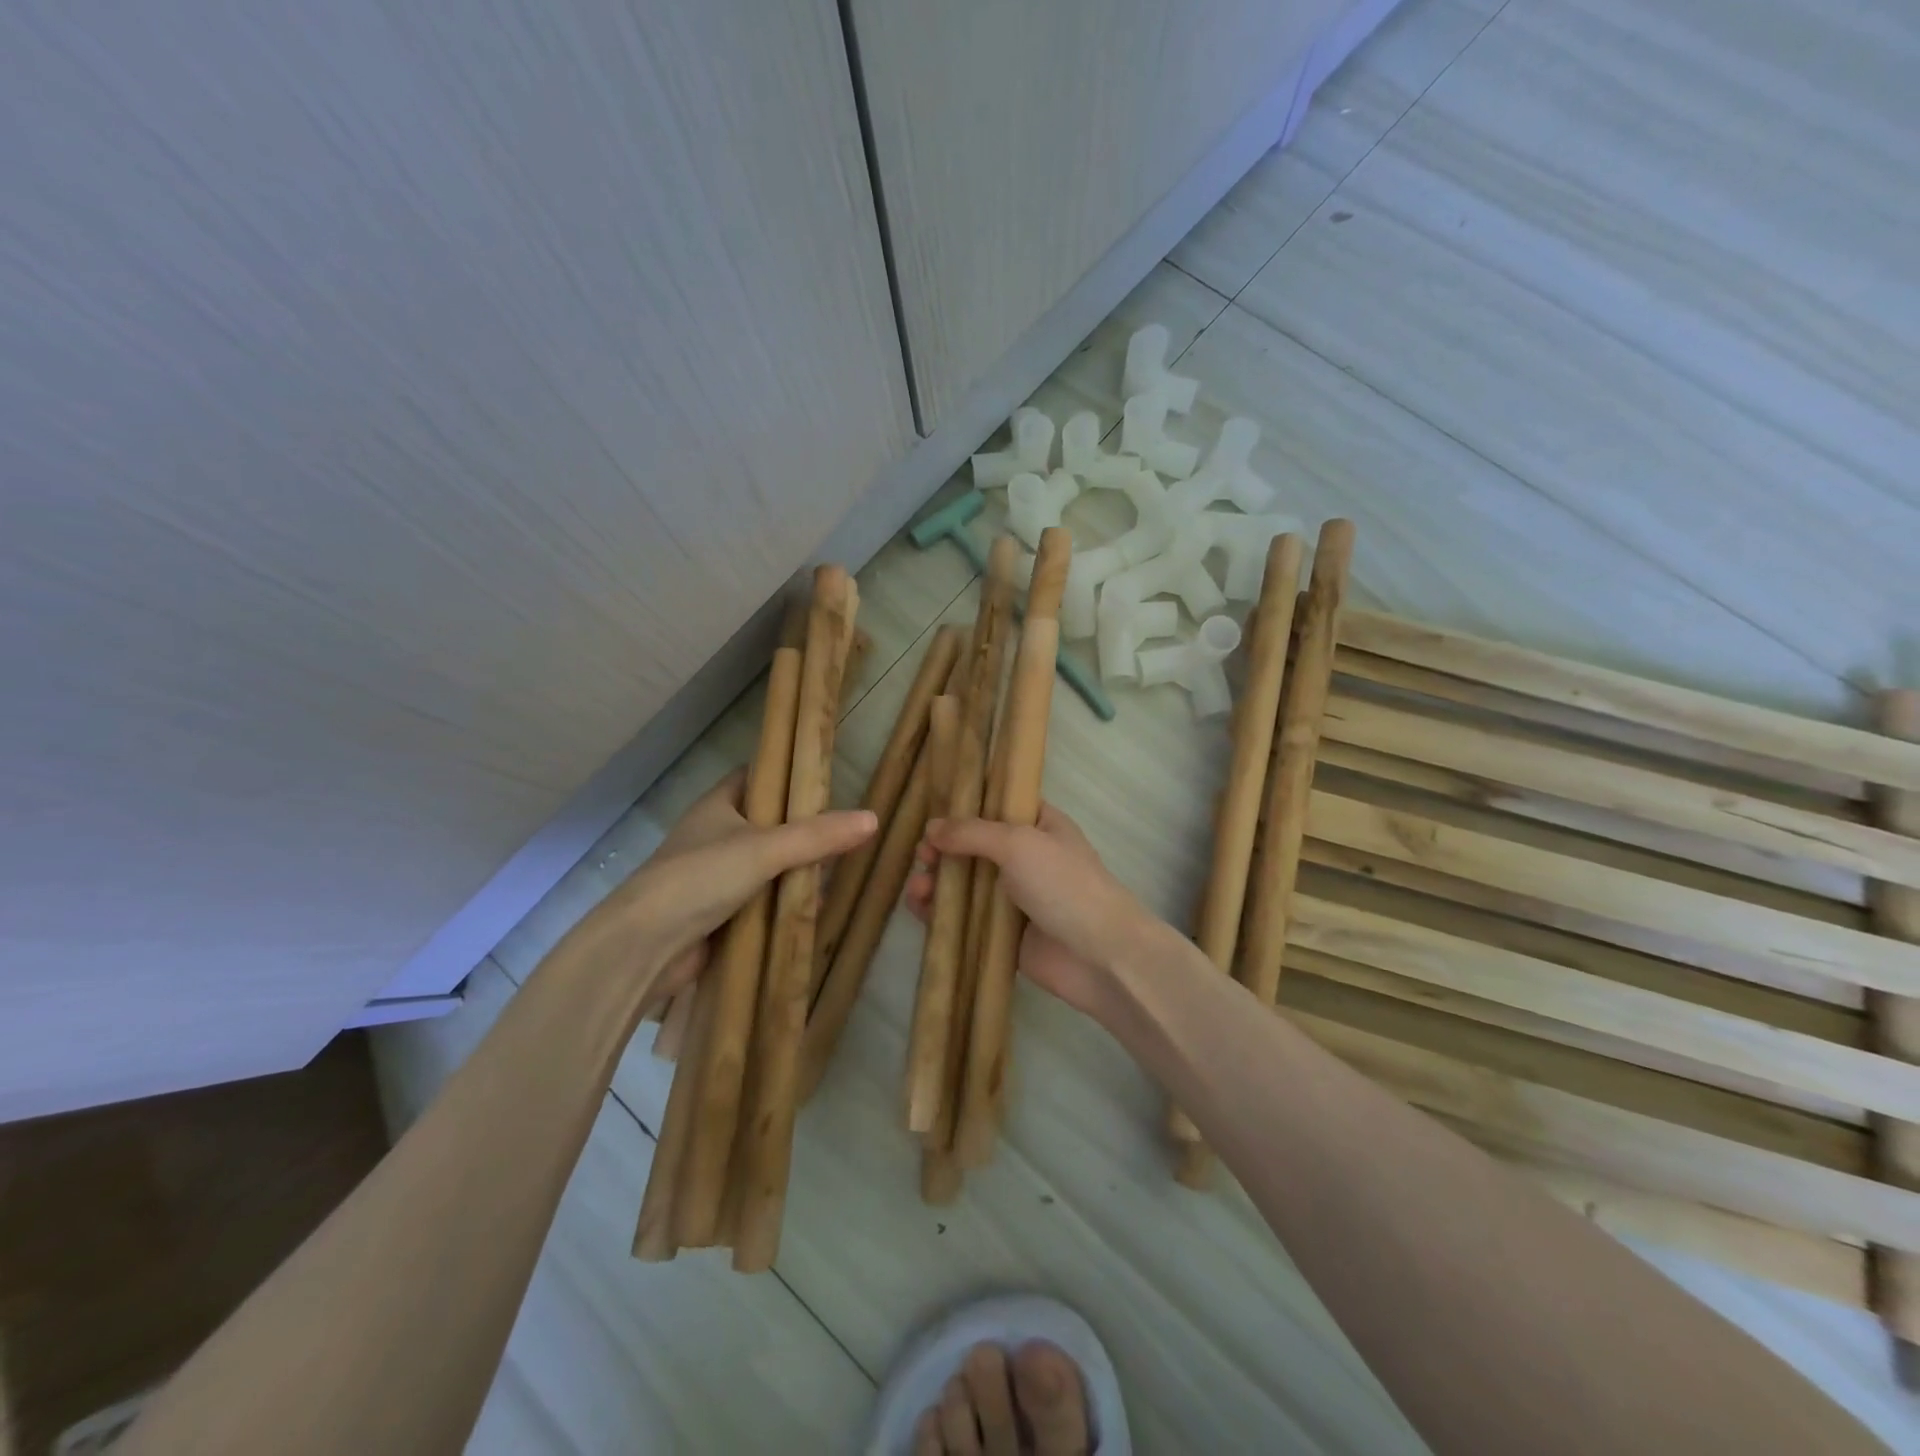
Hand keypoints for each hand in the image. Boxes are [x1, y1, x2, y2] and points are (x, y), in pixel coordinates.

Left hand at [572, 769, 876, 1005]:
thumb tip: (873, 819)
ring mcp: (715, 877)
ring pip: (766, 867)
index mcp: (718, 805)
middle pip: (768, 824)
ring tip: (838, 873)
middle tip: (845, 834)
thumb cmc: (700, 878)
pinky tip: (812, 912)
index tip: (827, 781)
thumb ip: (818, 836)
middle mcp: (715, 836)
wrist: (645, 947)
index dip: (789, 775)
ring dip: (795, 873)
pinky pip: (760, 903)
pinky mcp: (718, 915)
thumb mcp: (766, 849)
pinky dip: (783, 907)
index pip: (758, 777)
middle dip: (803, 832)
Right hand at [905, 803, 1161, 1020]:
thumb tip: (931, 828)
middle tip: (923, 856)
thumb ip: (972, 832)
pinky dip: (941, 913)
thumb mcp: (1018, 843)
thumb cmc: (1064, 884)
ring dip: (938, 882)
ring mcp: (1014, 897)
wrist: (1100, 955)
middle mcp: (1025, 857)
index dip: (964, 808)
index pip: (997, 806)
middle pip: (973, 846)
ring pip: (965, 884)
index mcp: (1038, 825)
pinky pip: (966, 919)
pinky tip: (919, 908)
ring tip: (918, 888)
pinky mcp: (1004, 934)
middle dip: (943, 849)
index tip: (932, 814)